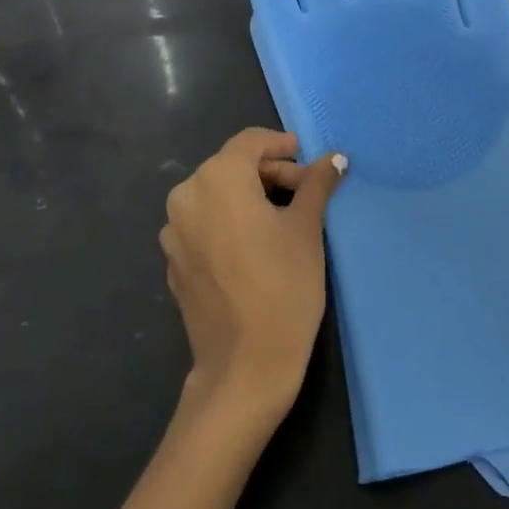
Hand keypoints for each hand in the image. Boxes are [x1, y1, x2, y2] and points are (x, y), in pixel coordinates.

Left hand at [161, 128, 346, 417]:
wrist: (244, 367)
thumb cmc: (283, 287)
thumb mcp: (307, 228)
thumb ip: (317, 184)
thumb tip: (335, 157)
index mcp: (217, 179)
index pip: (250, 142)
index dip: (282, 145)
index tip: (309, 160)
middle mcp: (186, 196)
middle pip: (231, 167)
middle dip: (270, 173)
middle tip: (307, 192)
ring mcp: (174, 231)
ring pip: (216, 195)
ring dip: (250, 197)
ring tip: (284, 219)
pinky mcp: (173, 261)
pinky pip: (204, 224)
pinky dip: (230, 222)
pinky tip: (256, 246)